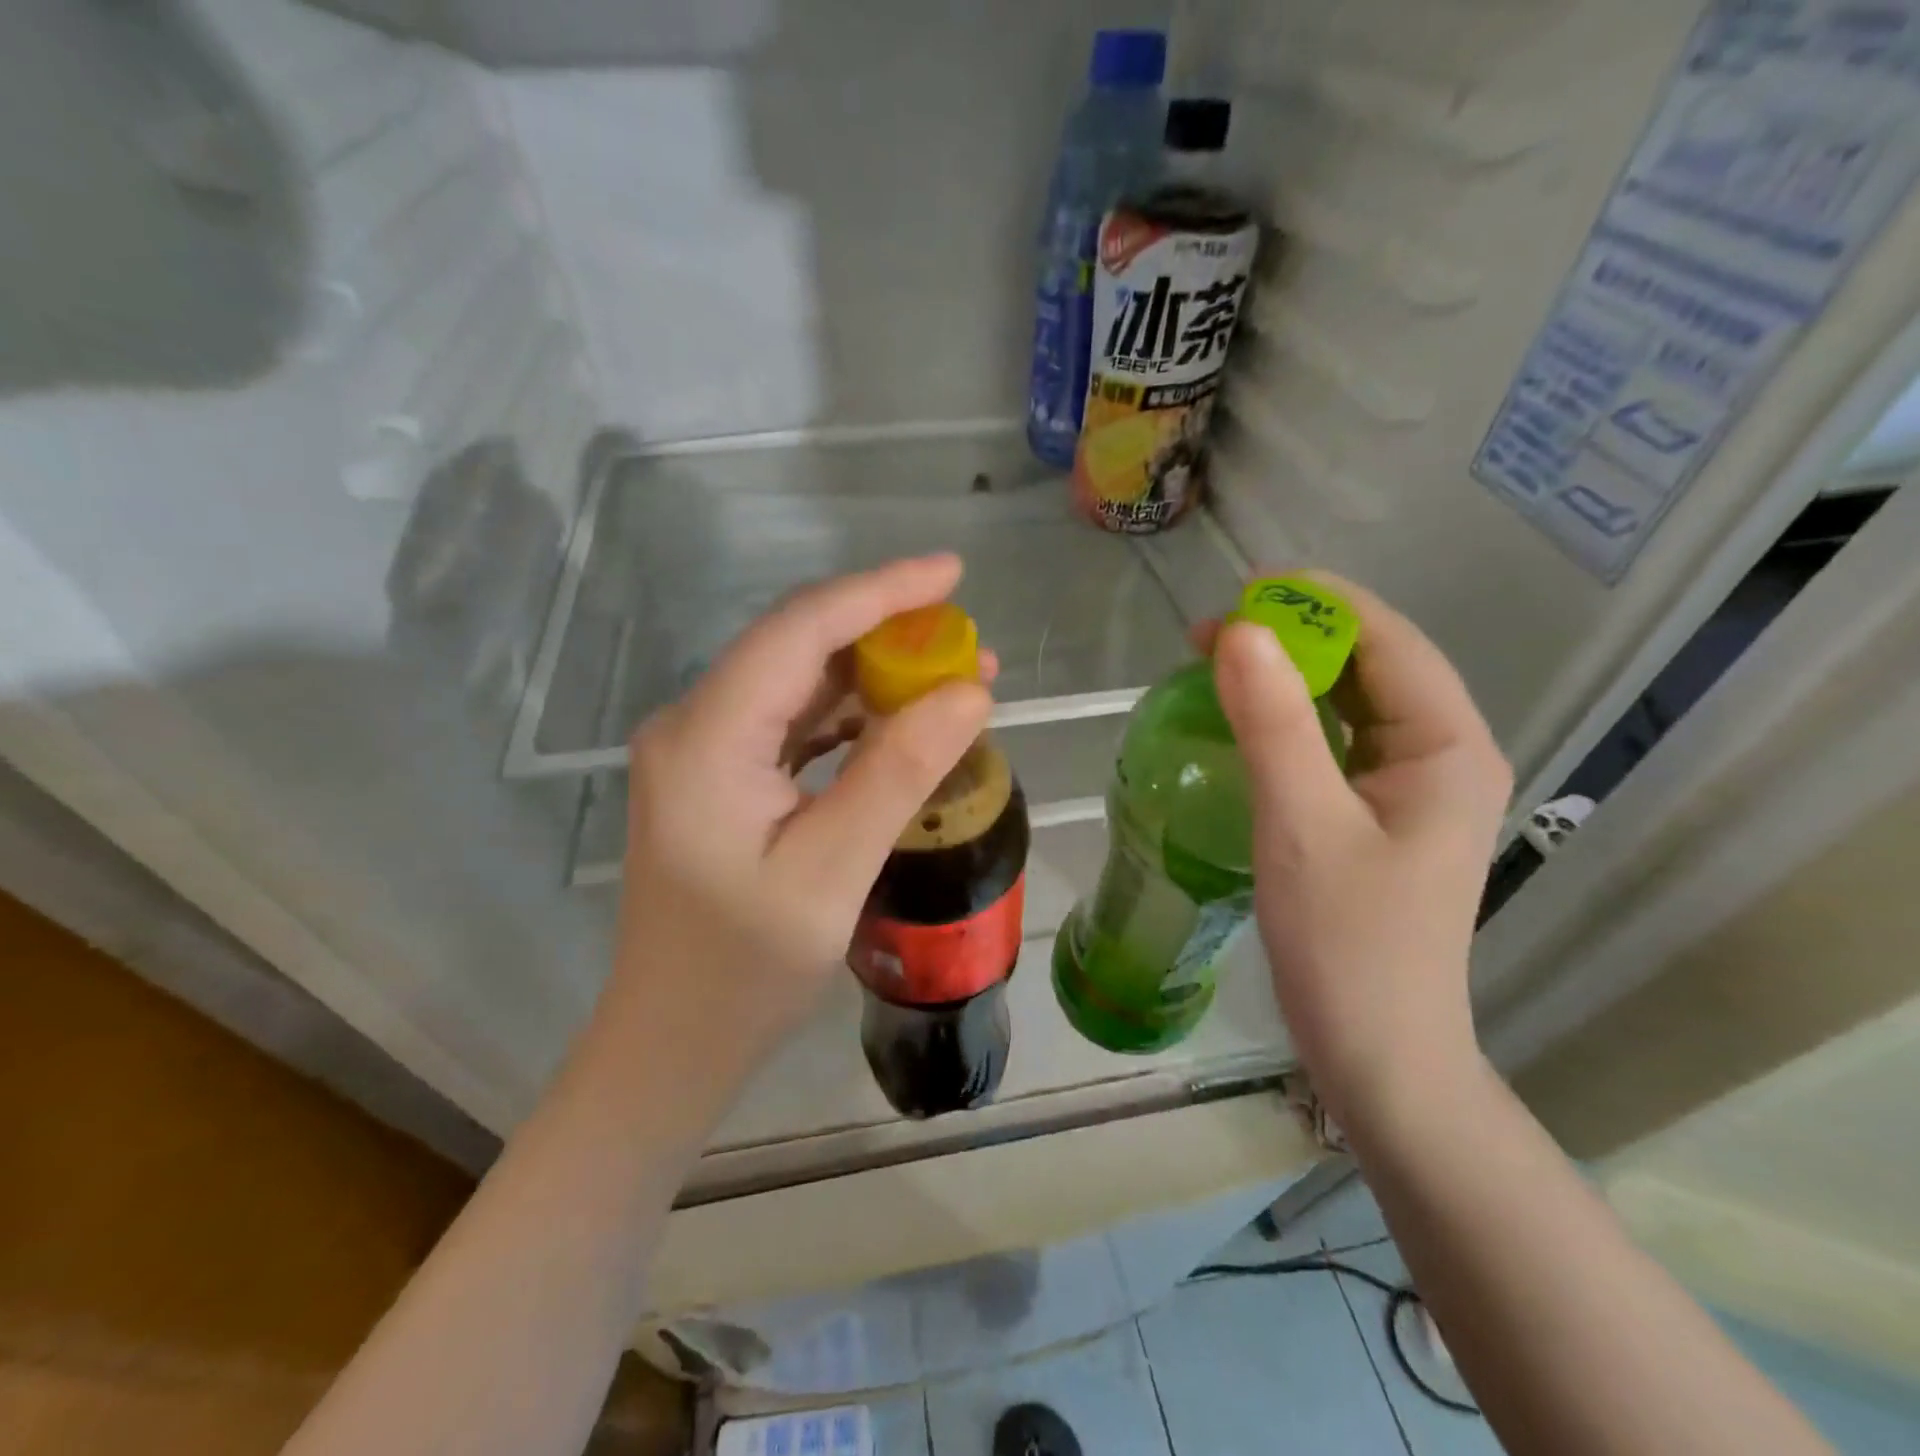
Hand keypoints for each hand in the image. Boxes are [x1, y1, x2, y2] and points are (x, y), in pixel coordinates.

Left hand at [594, 555, 993, 1107]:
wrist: (673, 1041)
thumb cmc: (744, 971)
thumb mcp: (831, 873)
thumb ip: (897, 775)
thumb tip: (969, 693)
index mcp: (705, 738)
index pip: (798, 631)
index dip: (879, 592)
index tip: (951, 573)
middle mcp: (694, 725)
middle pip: (798, 648)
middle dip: (886, 633)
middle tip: (967, 641)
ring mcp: (705, 749)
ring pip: (801, 683)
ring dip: (876, 675)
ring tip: (955, 680)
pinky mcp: (723, 775)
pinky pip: (796, 723)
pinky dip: (853, 715)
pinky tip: (904, 723)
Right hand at [1206, 573, 1511, 1125]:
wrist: (1376, 1051)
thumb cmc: (1347, 943)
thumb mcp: (1302, 824)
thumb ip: (1273, 724)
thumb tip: (1238, 632)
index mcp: (1448, 746)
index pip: (1387, 641)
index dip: (1316, 604)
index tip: (1239, 592)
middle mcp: (1443, 753)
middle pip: (1371, 664)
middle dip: (1296, 637)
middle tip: (1211, 634)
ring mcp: (1413, 786)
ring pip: (1351, 701)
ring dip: (1288, 675)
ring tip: (1218, 662)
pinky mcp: (1380, 813)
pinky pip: (1337, 740)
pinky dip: (1290, 717)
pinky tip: (1246, 718)